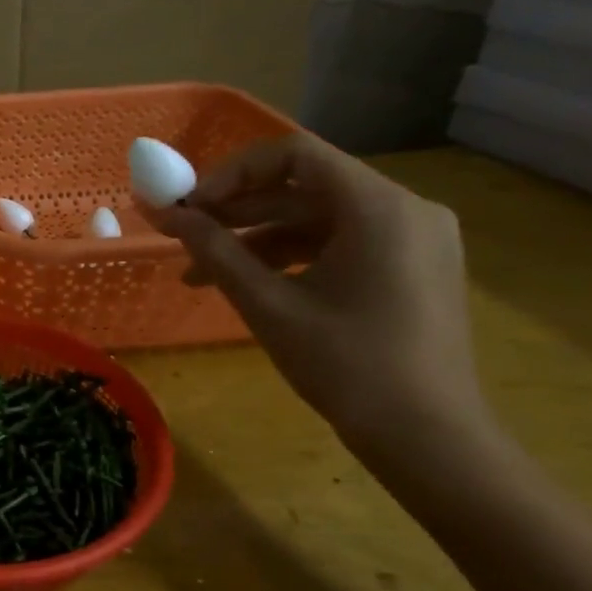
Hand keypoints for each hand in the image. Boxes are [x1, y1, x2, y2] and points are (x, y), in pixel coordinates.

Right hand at [157, 133, 483, 443]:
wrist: (426, 435)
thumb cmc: (344, 364)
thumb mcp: (267, 304)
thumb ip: (214, 250)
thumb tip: (164, 214)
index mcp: (379, 207)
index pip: (294, 155)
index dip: (232, 173)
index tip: (189, 206)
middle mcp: (406, 208)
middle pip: (306, 186)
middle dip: (238, 209)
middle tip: (185, 234)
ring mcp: (415, 238)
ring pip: (319, 218)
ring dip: (257, 238)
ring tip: (202, 272)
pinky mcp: (413, 266)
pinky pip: (342, 242)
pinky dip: (291, 256)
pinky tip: (251, 283)